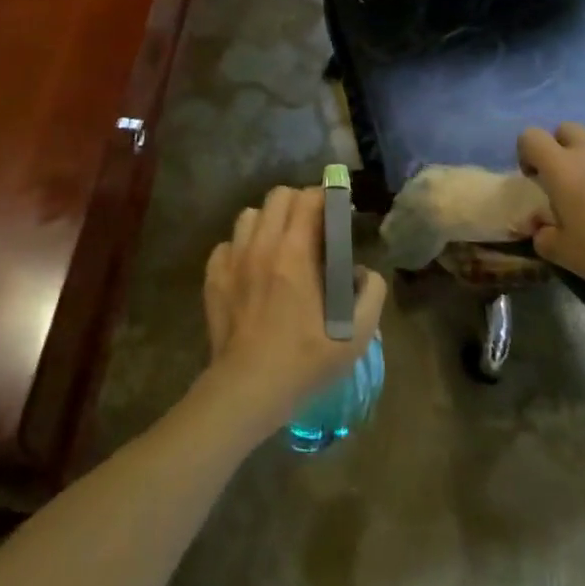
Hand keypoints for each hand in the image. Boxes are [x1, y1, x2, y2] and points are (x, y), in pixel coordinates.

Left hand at [201, 186, 386, 436]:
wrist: (247, 389)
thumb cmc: (304, 361)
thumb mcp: (355, 336)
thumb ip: (371, 295)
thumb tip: (364, 272)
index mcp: (295, 253)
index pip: (309, 199)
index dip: (326, 198)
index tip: (338, 211)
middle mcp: (261, 245)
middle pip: (278, 196)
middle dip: (299, 203)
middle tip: (312, 227)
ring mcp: (233, 258)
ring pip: (250, 215)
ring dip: (269, 222)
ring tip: (280, 245)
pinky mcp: (214, 276)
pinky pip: (228, 243)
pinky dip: (242, 247)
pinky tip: (252, 269)